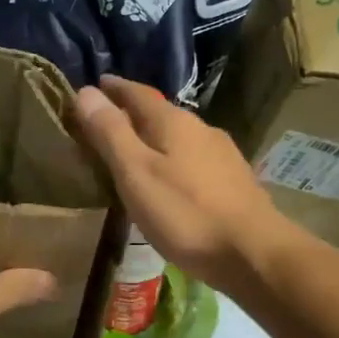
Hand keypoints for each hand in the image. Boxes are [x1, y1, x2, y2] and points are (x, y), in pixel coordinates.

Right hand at [75, 76, 288, 294]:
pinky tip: (169, 179)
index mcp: (174, 122)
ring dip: (154, 138)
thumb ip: (110, 133)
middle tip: (105, 122)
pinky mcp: (233, 181)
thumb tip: (85, 91)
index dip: (114, 88)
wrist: (253, 253)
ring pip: (179, 137)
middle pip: (160, 113)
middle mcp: (201, 129)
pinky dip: (172, 160)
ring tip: (133, 152)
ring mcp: (221, 155)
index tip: (94, 85)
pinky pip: (192, 159)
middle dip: (132, 114)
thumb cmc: (185, 213)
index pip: (137, 93)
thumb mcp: (136, 173)